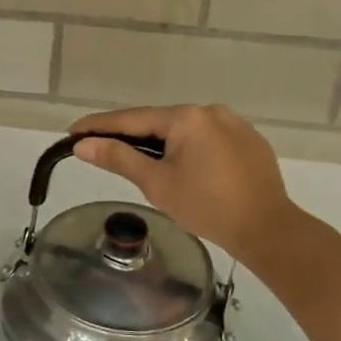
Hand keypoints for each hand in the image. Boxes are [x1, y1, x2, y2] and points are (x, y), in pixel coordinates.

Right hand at [71, 105, 303, 267]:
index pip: (131, 119)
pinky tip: (185, 169)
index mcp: (186, 117)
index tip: (73, 132)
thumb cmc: (206, 206)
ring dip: (161, 143)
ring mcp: (234, 124)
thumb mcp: (156, 183)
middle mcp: (210, 111)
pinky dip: (189, 150)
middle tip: (104, 150)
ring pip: (184, 131)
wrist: (268, 229)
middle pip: (159, 122)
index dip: (99, 126)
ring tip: (143, 164)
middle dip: (131, 136)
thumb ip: (119, 158)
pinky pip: (207, 139)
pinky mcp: (250, 141)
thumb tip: (83, 144)